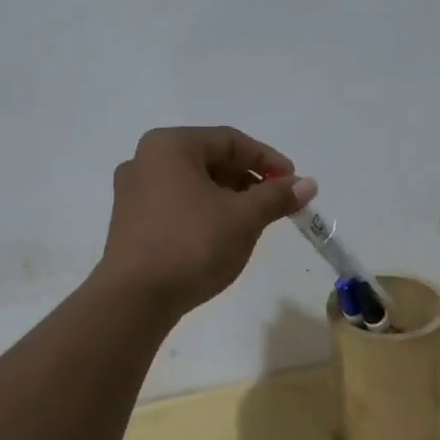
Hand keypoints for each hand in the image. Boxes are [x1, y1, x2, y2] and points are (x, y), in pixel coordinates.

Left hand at [98, 127, 316, 318]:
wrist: (135, 298)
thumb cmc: (192, 245)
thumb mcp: (243, 218)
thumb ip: (277, 196)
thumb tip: (308, 184)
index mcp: (170, 145)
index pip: (230, 140)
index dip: (268, 160)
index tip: (294, 183)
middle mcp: (145, 159)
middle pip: (210, 159)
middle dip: (248, 180)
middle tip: (277, 203)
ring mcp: (133, 191)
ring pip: (193, 183)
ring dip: (228, 197)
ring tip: (254, 221)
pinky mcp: (130, 221)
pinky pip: (176, 203)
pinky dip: (204, 211)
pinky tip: (222, 235)